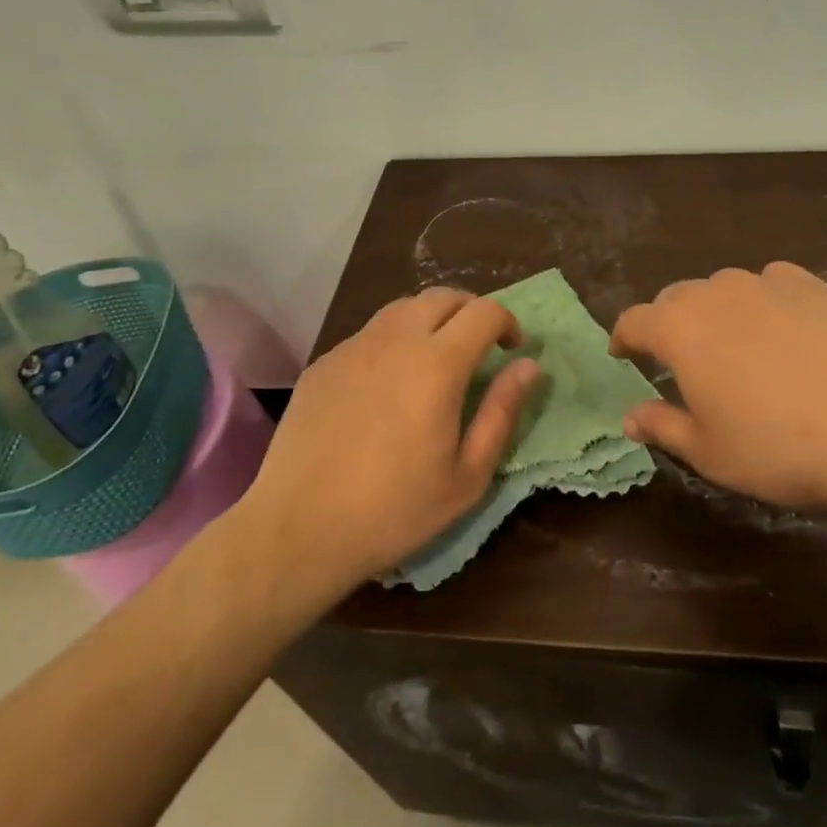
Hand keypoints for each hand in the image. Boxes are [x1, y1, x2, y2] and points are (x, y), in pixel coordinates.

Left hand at [234, 289, 539, 599]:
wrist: (298, 530)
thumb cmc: (394, 510)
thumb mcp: (467, 476)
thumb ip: (502, 412)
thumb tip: (529, 366)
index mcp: (437, 364)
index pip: (484, 312)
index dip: (507, 322)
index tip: (512, 349)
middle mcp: (395, 340)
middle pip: (443, 296)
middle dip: (471, 311)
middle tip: (478, 347)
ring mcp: (354, 347)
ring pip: (403, 308)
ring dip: (430, 319)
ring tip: (435, 358)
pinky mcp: (324, 362)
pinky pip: (369, 334)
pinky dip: (392, 341)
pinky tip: (387, 383)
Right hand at [612, 263, 826, 530]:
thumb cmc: (779, 448)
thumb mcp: (710, 452)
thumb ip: (662, 426)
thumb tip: (629, 416)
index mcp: (679, 328)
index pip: (634, 321)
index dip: (623, 338)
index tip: (623, 354)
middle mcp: (715, 291)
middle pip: (677, 298)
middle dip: (670, 324)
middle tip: (681, 359)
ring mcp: (767, 282)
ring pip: (725, 289)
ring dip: (718, 312)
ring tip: (737, 345)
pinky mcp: (813, 284)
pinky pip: (773, 284)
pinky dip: (766, 302)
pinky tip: (785, 329)